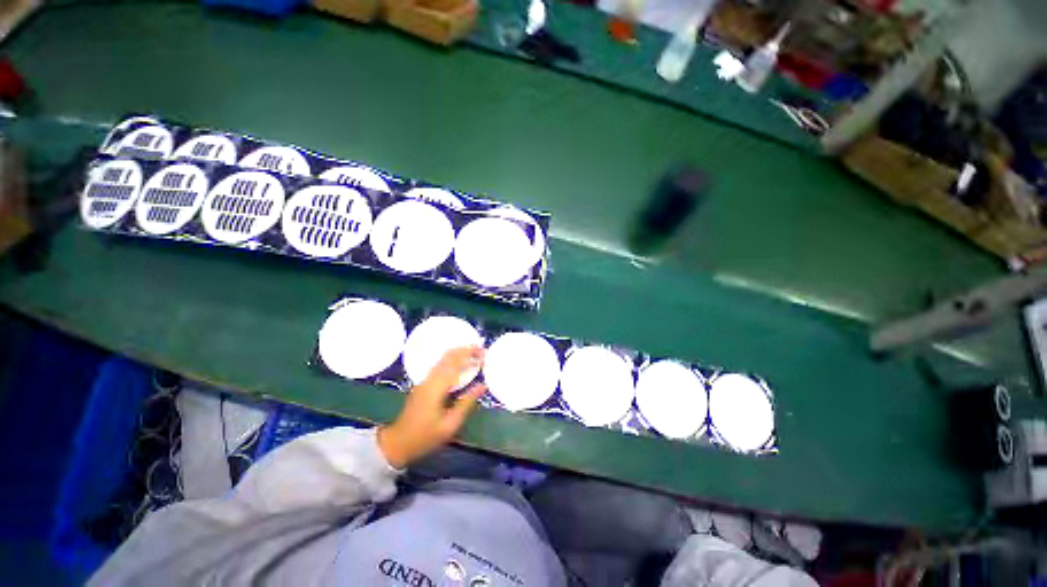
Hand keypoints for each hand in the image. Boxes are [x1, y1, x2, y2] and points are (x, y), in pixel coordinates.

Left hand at [377, 346, 486, 467]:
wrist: (399, 441)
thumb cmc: (426, 436)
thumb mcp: (450, 424)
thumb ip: (466, 403)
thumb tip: (482, 386)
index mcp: (435, 387)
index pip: (454, 362)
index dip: (469, 354)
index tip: (484, 352)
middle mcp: (428, 380)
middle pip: (446, 357)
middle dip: (464, 351)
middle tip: (482, 351)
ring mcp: (423, 383)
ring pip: (441, 362)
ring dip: (458, 357)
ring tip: (475, 358)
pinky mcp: (422, 388)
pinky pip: (439, 370)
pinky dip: (451, 365)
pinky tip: (461, 371)